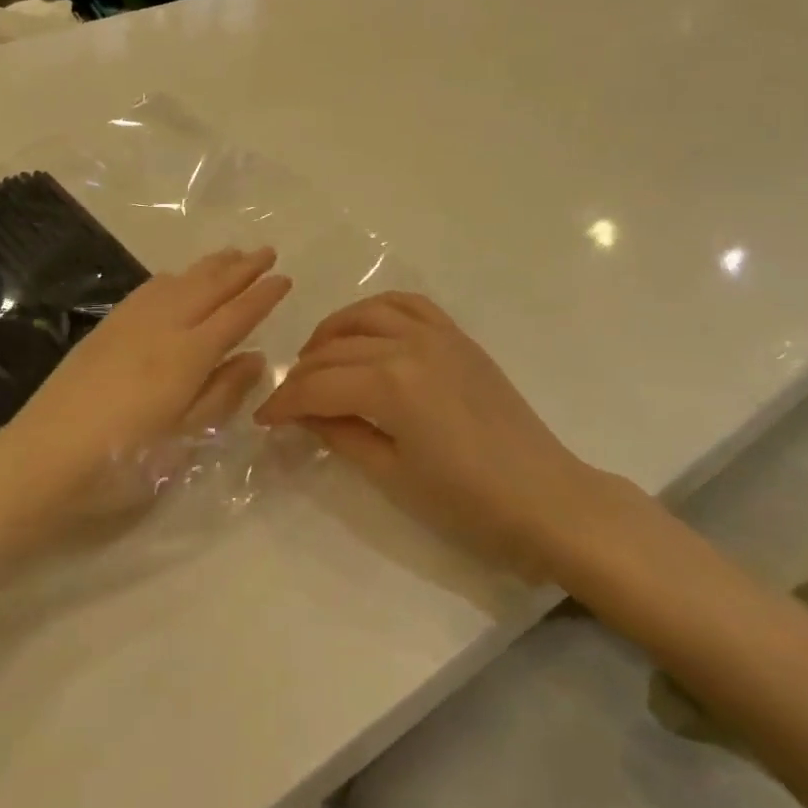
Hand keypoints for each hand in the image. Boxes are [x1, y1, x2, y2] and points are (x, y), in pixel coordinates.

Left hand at [0, 247, 290, 564]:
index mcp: (187, 356)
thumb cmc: (120, 463)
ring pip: (179, 281)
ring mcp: (130, 323)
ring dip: (210, 266)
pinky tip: (177, 277)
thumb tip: (256, 357)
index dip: (262, 296)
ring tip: (232, 254)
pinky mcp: (105, 328)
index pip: (236, 315)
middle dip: (242, 268)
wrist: (40, 460)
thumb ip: (222, 394)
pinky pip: (149, 289)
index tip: (284, 278)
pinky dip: (174, 276)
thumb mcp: (183, 441)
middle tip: (267, 251)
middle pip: (209, 287)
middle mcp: (162, 327)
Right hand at [256, 292, 630, 574]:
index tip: (262, 420)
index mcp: (390, 384)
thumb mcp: (392, 475)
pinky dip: (377, 310)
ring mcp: (437, 334)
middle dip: (301, 375)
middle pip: (335, 349)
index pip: (318, 385)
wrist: (546, 498)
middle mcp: (408, 345)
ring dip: (332, 332)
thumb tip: (304, 416)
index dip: (284, 403)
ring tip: (316, 358)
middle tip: (286, 401)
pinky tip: (365, 330)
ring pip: (366, 314)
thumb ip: (341, 435)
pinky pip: (409, 304)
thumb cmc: (467, 503)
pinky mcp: (458, 336)